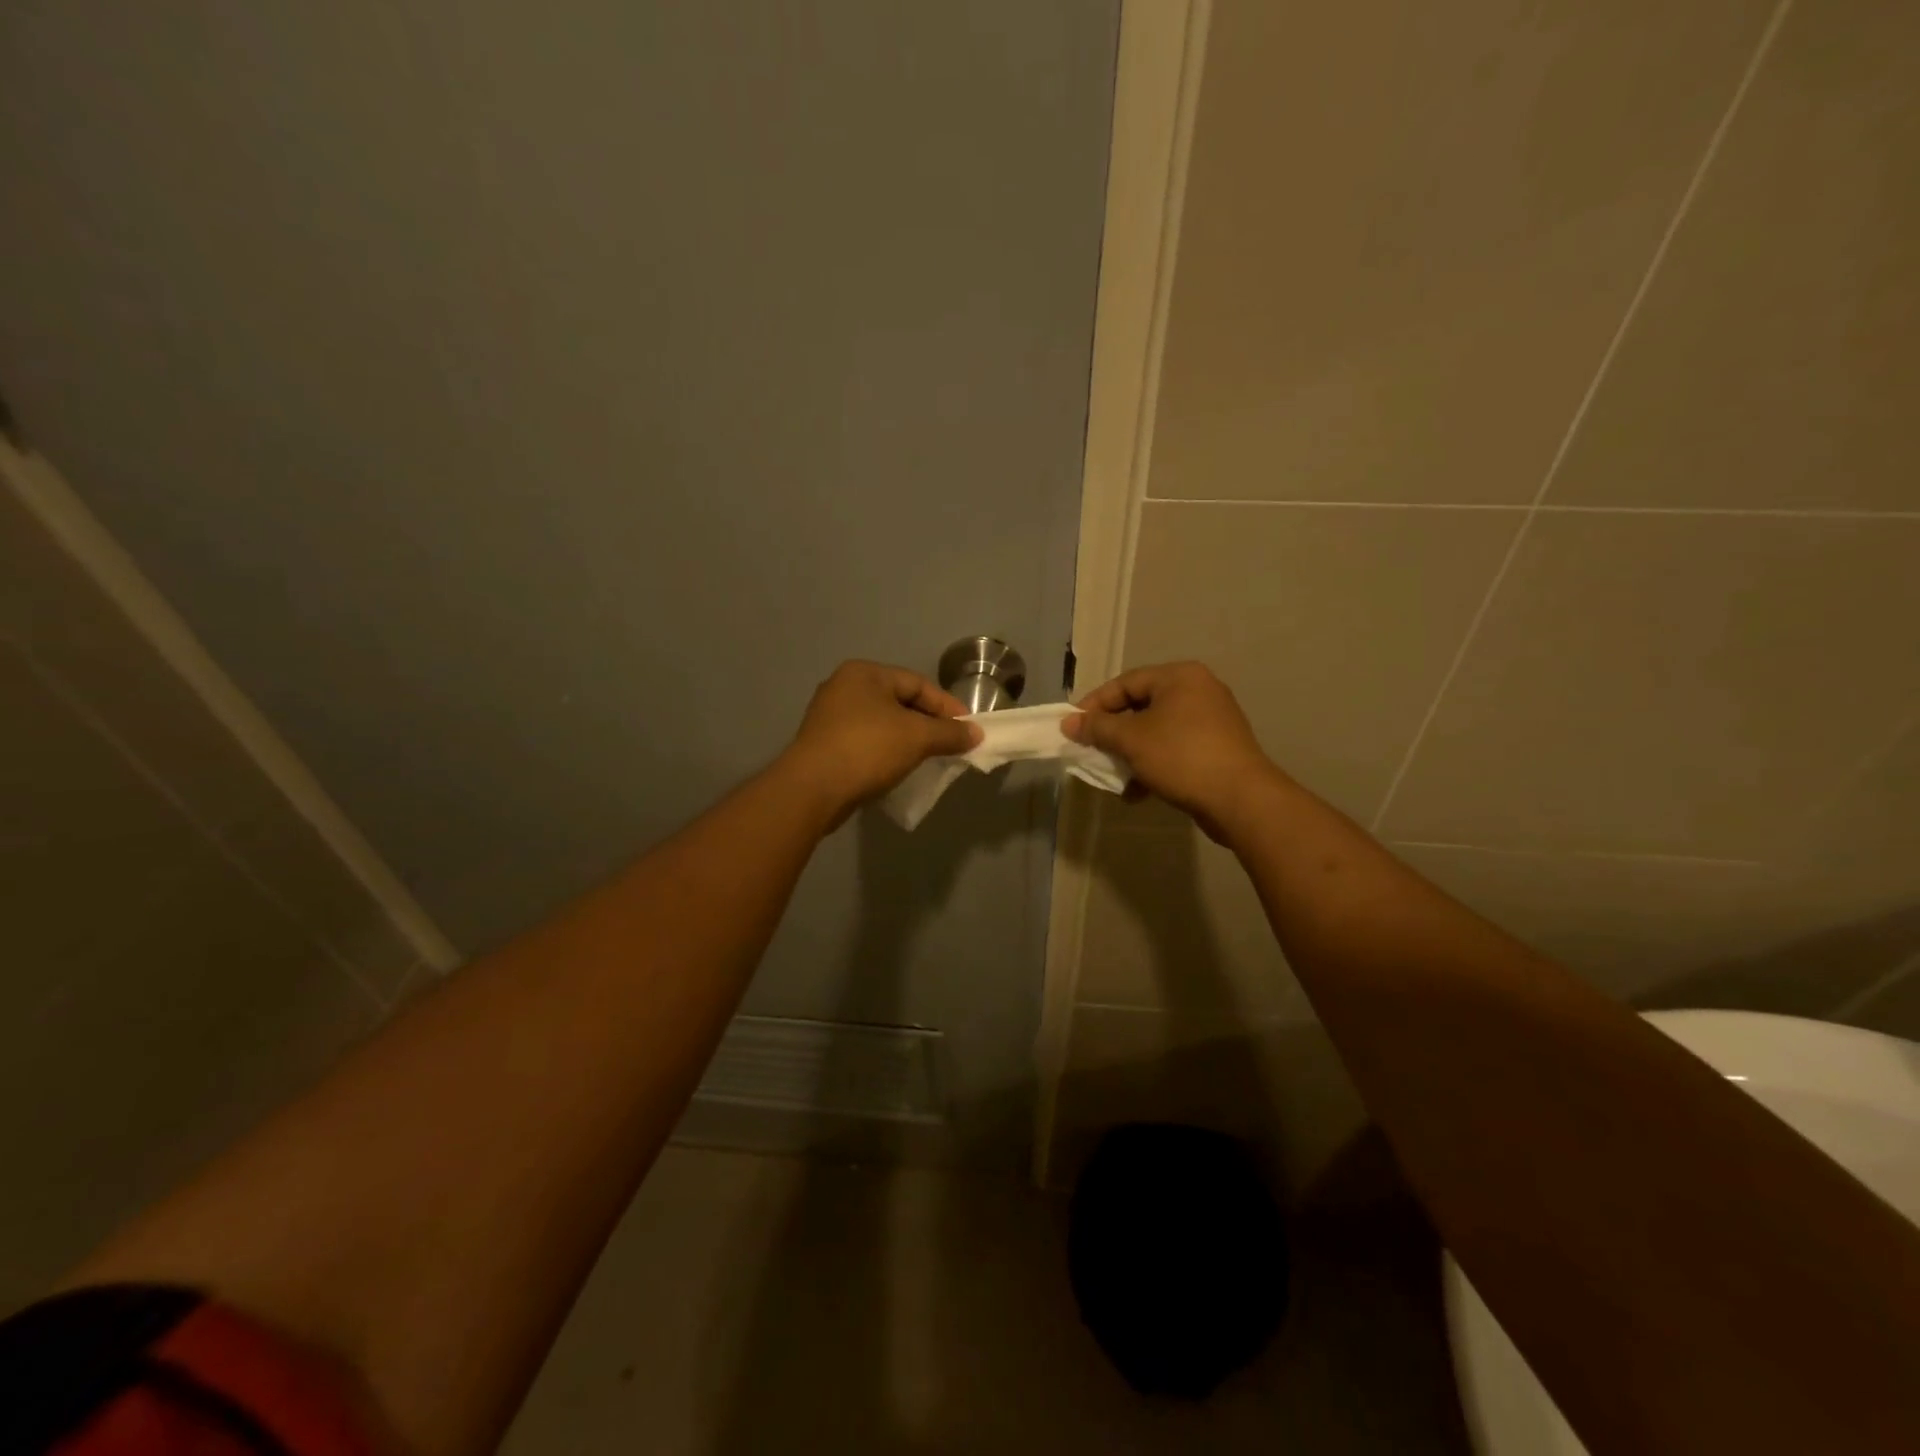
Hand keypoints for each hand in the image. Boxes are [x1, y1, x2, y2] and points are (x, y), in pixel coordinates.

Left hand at [783, 661, 981, 821]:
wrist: (812, 789)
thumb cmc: (867, 749)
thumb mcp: (917, 737)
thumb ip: (949, 733)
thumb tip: (975, 734)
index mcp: (865, 673)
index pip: (918, 683)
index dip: (947, 706)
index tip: (968, 729)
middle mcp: (843, 687)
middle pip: (899, 701)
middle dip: (928, 723)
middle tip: (951, 743)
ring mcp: (829, 716)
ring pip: (882, 723)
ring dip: (907, 738)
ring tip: (928, 757)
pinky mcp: (823, 744)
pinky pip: (865, 741)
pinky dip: (886, 751)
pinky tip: (898, 768)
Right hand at [1063, 662, 1277, 841]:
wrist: (1240, 799)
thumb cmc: (1181, 757)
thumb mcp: (1131, 740)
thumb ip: (1097, 728)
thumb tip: (1068, 723)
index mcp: (1179, 677)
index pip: (1125, 682)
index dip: (1094, 704)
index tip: (1073, 728)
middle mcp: (1198, 690)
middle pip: (1141, 706)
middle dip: (1113, 732)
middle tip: (1091, 750)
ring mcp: (1212, 720)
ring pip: (1157, 731)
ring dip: (1131, 753)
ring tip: (1114, 776)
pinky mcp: (1218, 748)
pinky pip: (1175, 749)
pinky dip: (1153, 765)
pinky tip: (1138, 793)